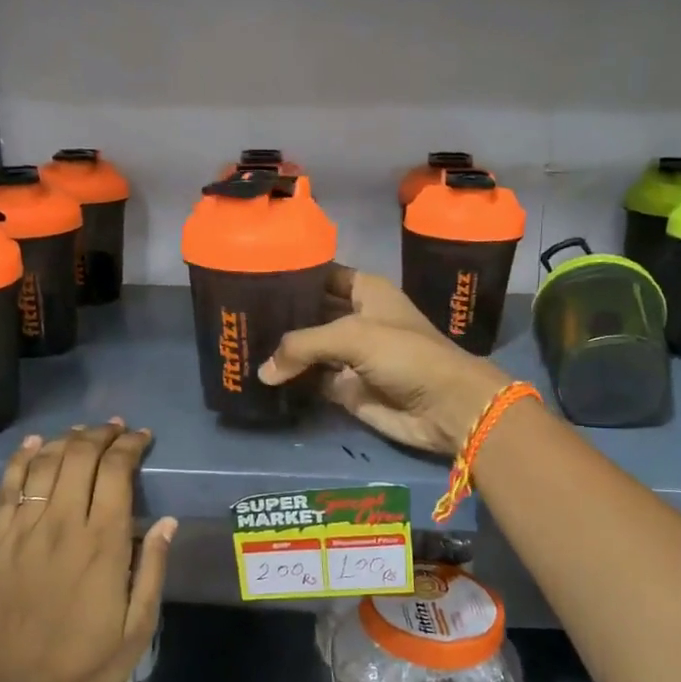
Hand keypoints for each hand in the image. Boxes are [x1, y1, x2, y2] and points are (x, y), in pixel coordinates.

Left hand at [0, 422, 176, 681]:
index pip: (117, 472)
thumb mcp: (138, 628)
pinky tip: (34, 444)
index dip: (130, 446)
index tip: (141, 438)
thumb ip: (153, 569)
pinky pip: (7, 487)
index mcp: (103, 544)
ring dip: (66, 440)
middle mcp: (62, 525)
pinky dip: (21, 459)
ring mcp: (22, 531)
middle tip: (115, 429)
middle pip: (80, 457)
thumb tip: (168, 521)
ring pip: (44, 464)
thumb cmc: (85, 666)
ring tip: (82, 433)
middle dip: (101, 435)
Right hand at [258, 266, 509, 455]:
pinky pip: (311, 380)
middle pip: (309, 312)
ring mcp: (350, 355)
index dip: (292, 275)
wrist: (445, 407)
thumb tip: (263, 372)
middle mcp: (355, 318)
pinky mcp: (346, 388)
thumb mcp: (353, 336)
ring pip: (307, 348)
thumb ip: (303, 345)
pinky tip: (259, 375)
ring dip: (281, 350)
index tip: (252, 275)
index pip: (321, 274)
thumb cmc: (406, 355)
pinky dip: (290, 380)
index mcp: (365, 291)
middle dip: (280, 315)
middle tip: (236, 315)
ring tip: (239, 343)